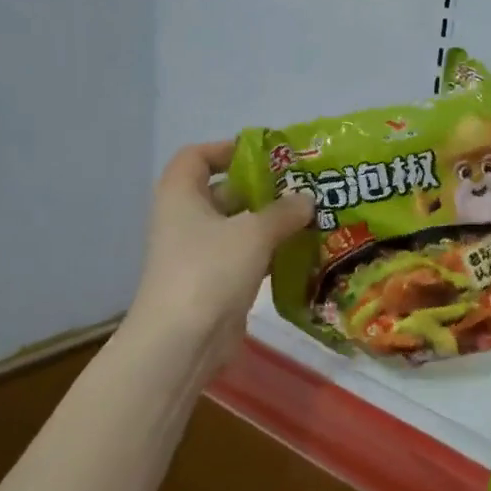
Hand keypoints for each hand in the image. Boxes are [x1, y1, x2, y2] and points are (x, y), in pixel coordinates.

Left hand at [126, 141, 313, 375]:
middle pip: (222, 191)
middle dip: (260, 188)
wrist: (182, 341)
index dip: (227, 149)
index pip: (196, 156)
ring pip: (236, 226)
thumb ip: (284, 211)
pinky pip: (243, 256)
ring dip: (268, 222)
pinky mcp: (213, 282)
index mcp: (181, 195)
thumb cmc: (210, 270)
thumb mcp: (253, 233)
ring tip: (309, 216)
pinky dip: (267, 251)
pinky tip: (300, 251)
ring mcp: (197, 253)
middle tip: (301, 187)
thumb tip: (307, 199)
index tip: (265, 155)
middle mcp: (184, 219)